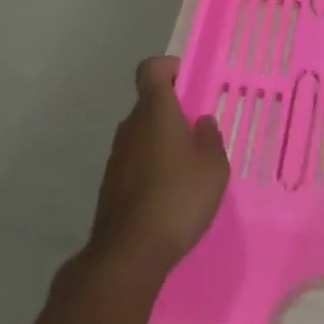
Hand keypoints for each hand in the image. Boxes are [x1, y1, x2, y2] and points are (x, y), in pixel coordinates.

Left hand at [85, 56, 229, 281]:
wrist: (129, 254)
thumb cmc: (178, 198)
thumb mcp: (213, 167)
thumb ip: (210, 139)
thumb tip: (201, 123)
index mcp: (155, 110)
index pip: (151, 69)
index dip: (168, 68)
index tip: (186, 81)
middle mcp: (131, 126)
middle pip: (148, 104)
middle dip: (171, 112)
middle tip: (196, 133)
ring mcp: (116, 157)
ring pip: (141, 135)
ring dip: (160, 143)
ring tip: (186, 169)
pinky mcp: (109, 187)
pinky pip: (134, 163)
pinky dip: (149, 169)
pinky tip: (168, 195)